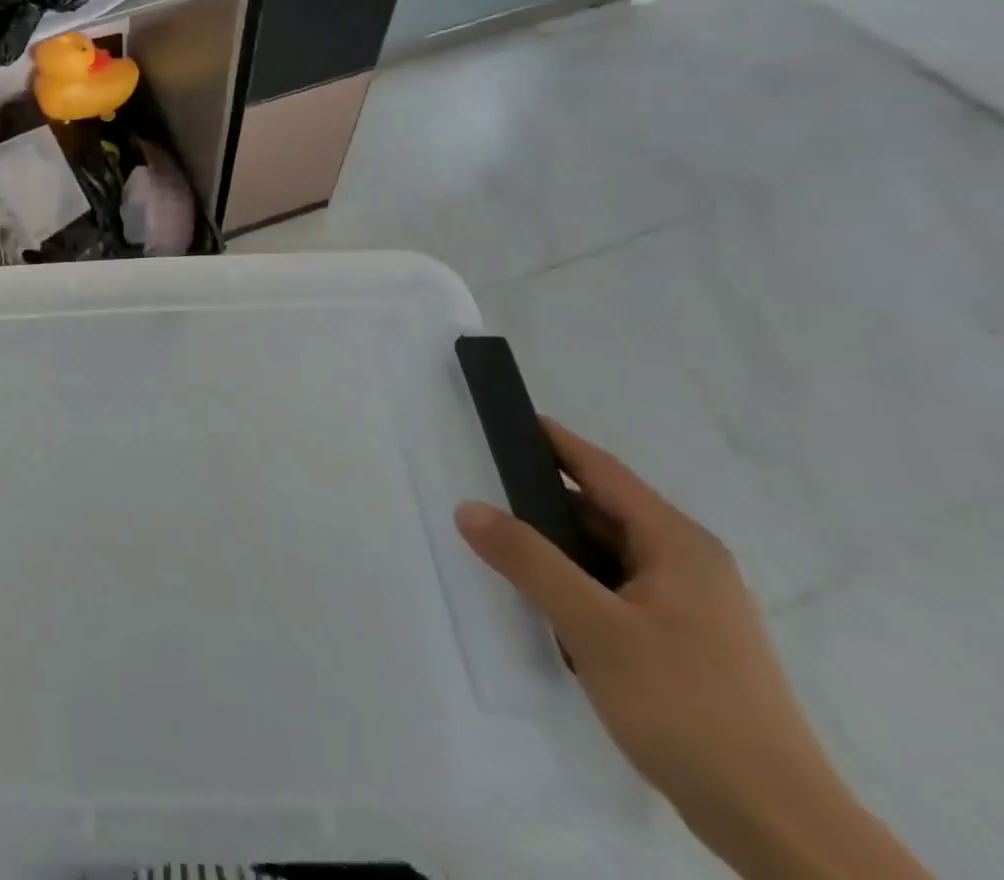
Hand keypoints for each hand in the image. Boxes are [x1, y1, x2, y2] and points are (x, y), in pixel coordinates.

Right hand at [455, 419, 929, 879]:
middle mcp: (689, 564)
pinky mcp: (686, 643)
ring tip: (504, 549)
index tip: (506, 420)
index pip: (602, 470)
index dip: (554, 441)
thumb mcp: (593, 627)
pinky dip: (579, 584)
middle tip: (484, 490)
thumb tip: (469, 507)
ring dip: (559, 549)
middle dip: (544, 500)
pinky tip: (548, 605)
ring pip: (608, 555)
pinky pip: (618, 589)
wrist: (778, 826)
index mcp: (677, 544)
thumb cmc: (686, 707)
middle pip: (603, 511)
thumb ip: (528, 561)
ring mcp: (692, 606)